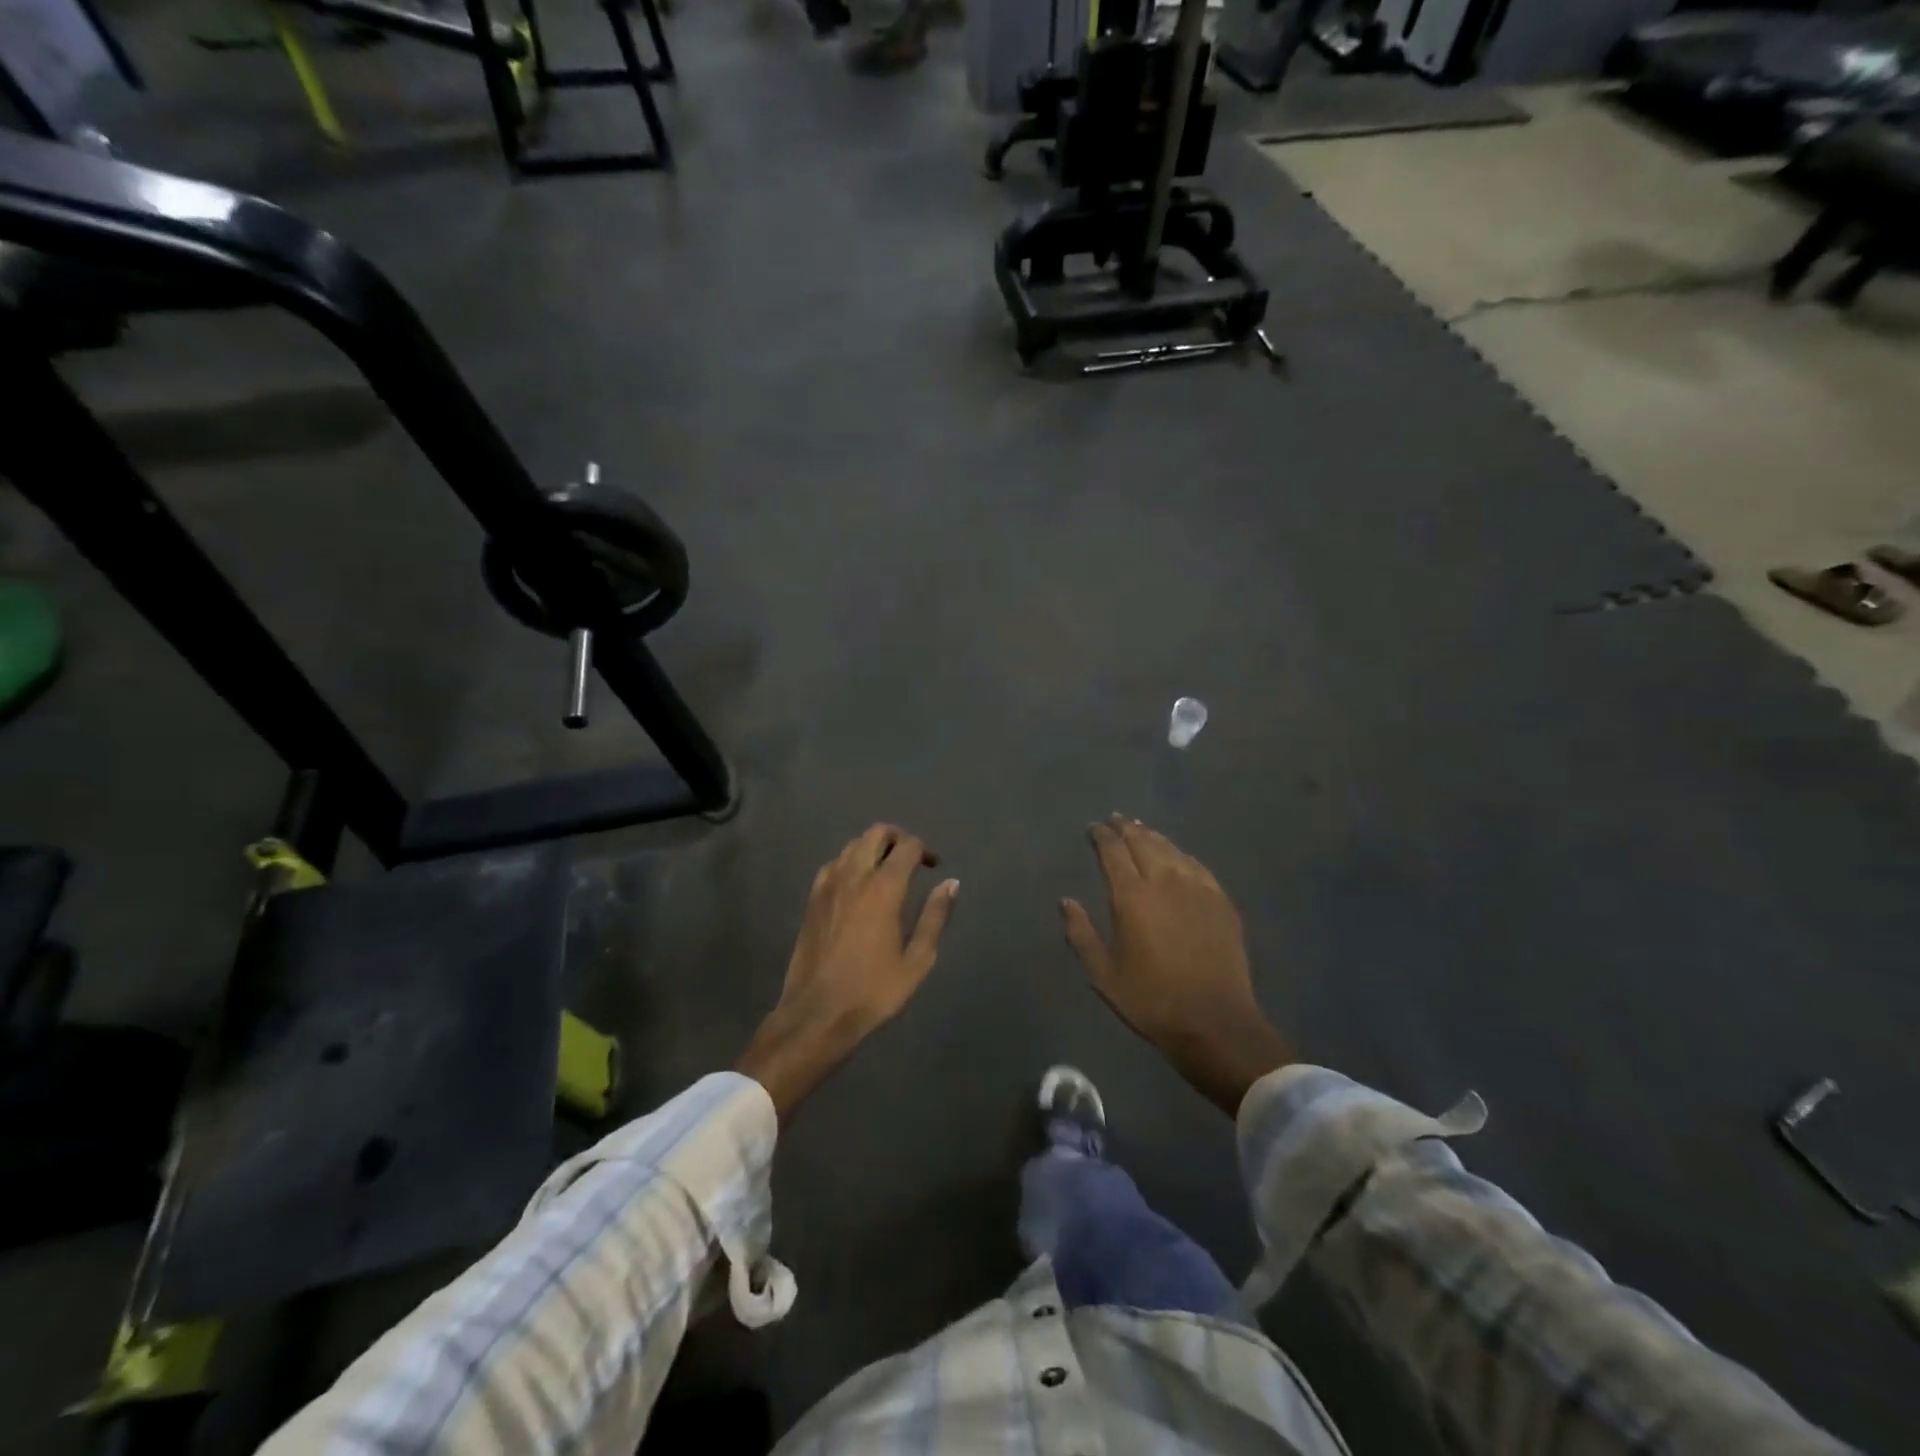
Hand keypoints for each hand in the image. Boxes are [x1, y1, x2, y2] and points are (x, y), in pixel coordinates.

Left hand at [738, 824, 959, 1121]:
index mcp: (884, 888)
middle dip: (898, 838)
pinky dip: (850, 863)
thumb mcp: (917, 960)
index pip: (907, 846)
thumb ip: (935, 916)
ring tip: (888, 872)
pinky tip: (858, 886)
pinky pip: (833, 864)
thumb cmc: (873, 991)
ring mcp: (828, 885)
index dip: (925, 850)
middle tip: (912, 861)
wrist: (817, 1014)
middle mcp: (854, 876)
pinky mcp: (812, 899)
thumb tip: (951, 883)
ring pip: (852, 845)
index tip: (934, 867)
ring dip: (873, 848)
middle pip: (876, 833)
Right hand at [1062, 815, 1291, 1115]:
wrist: (1214, 1022)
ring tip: (1141, 829)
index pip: (1113, 851)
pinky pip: (1196, 865)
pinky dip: (1180, 854)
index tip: (1093, 828)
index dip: (1101, 835)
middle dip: (1126, 827)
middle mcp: (1164, 881)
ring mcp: (1197, 888)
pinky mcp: (1221, 901)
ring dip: (1152, 836)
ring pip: (1171, 849)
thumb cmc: (1151, 1000)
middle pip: (1143, 841)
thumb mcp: (1103, 974)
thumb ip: (1080, 933)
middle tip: (1115, 820)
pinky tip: (1177, 856)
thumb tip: (1066, 901)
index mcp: (1131, 896)